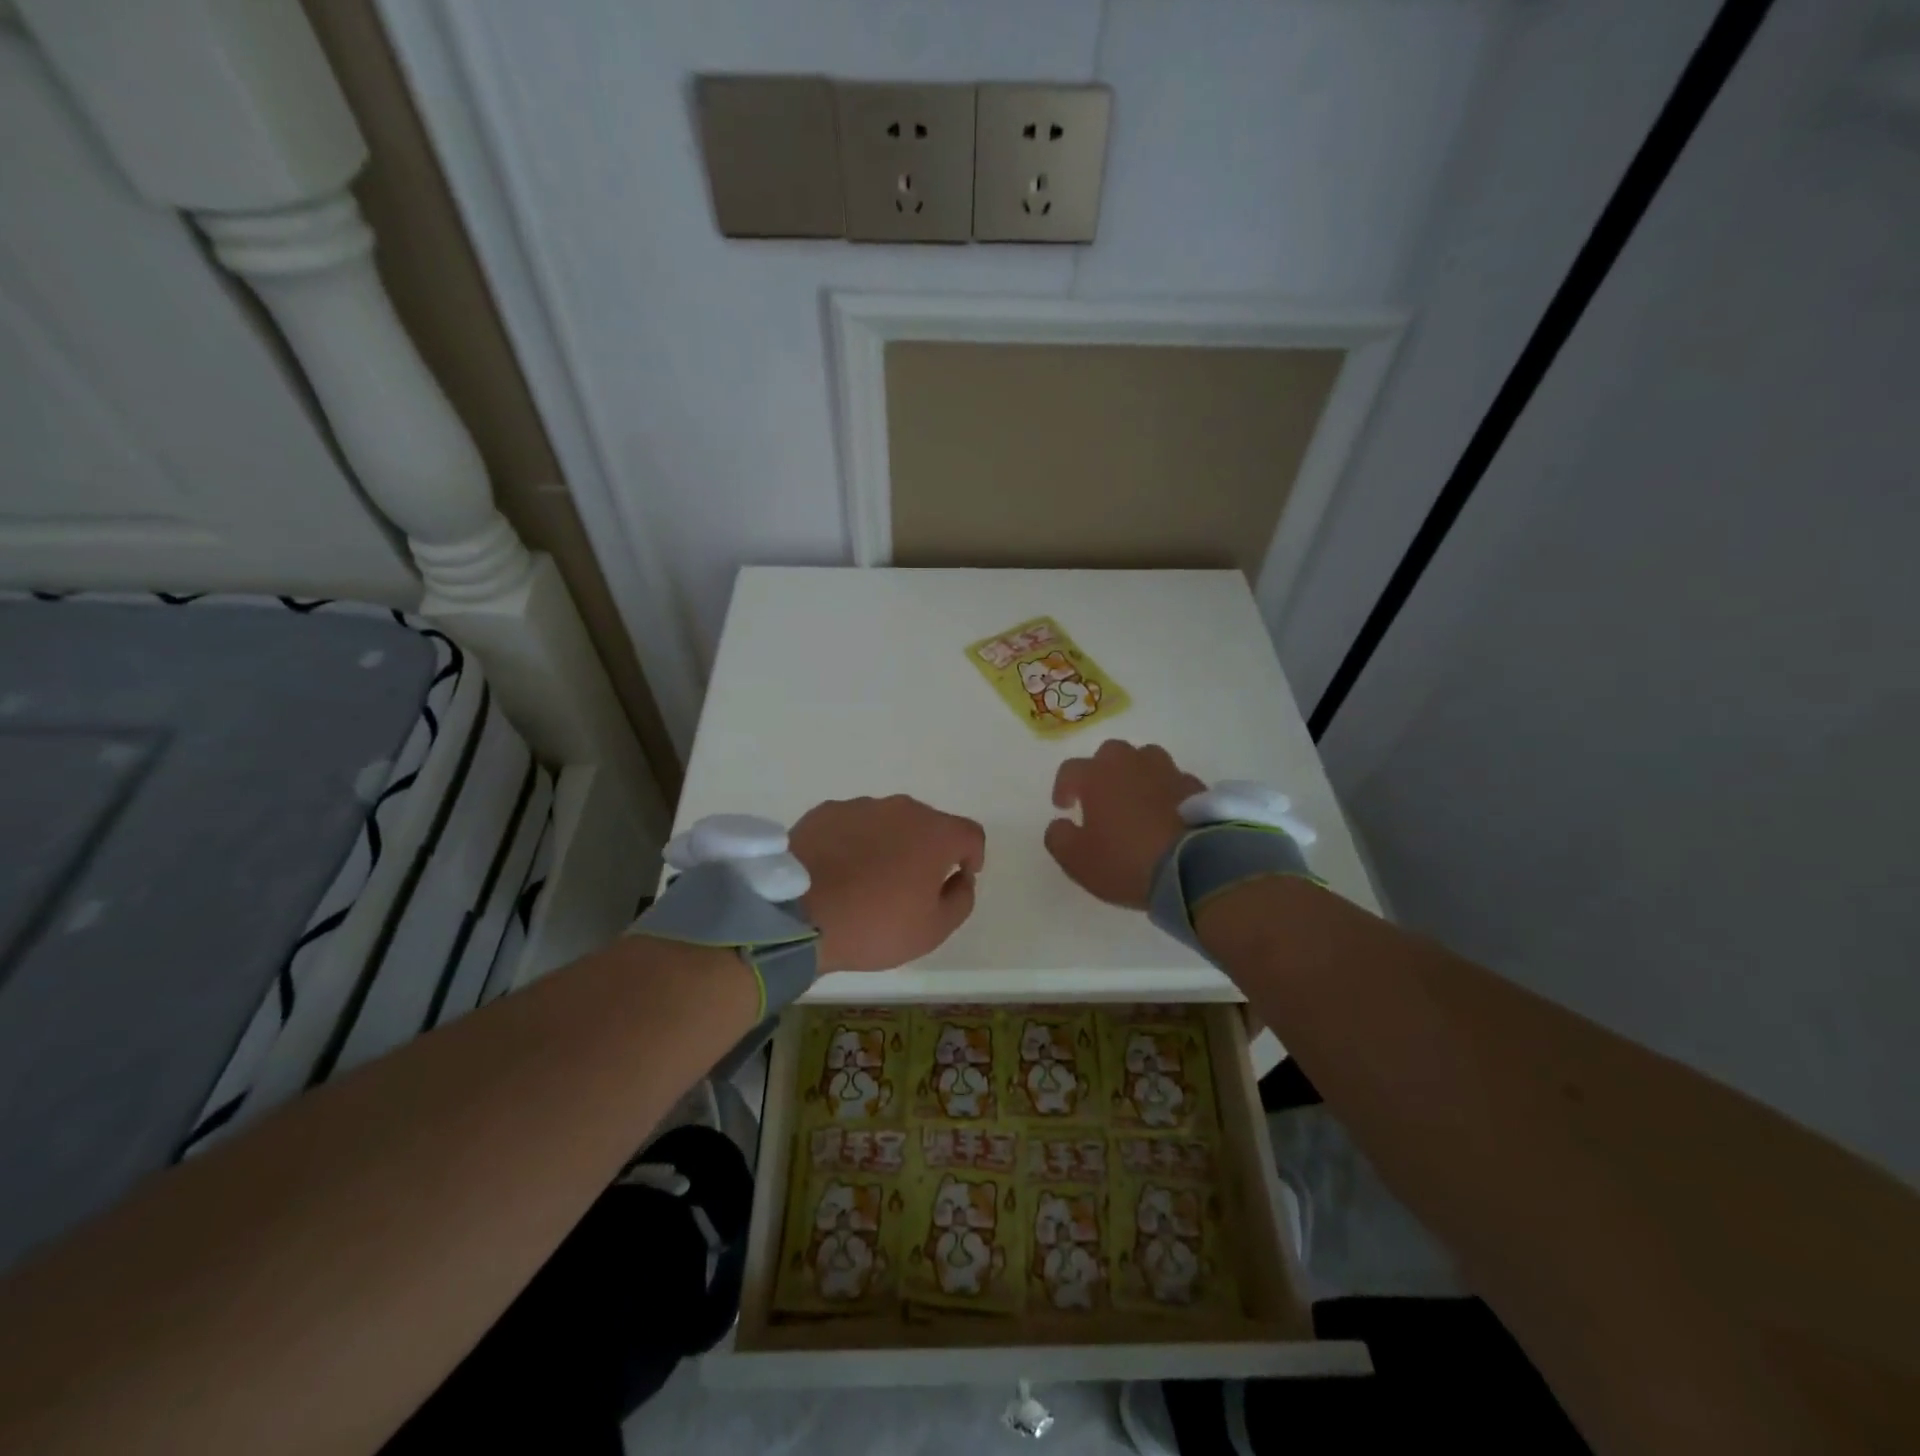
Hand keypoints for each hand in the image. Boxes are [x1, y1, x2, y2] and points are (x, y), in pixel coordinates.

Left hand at [791, 796, 985, 973]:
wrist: (797, 914)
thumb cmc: (874, 925)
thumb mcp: (933, 929)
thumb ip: (960, 899)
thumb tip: (961, 878)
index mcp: (935, 833)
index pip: (970, 834)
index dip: (972, 855)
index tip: (961, 877)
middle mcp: (902, 809)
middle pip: (928, 824)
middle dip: (928, 850)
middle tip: (913, 884)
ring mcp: (860, 807)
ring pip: (888, 822)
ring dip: (890, 844)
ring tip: (870, 879)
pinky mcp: (825, 812)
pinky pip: (852, 825)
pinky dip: (854, 843)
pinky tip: (839, 871)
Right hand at [1045, 741, 1203, 909]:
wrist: (1193, 868)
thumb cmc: (1125, 861)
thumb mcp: (1076, 860)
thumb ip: (1058, 837)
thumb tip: (1060, 824)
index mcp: (1097, 776)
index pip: (1070, 769)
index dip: (1063, 787)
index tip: (1064, 807)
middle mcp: (1131, 764)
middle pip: (1111, 753)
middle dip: (1102, 771)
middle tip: (1101, 797)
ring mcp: (1167, 772)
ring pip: (1146, 759)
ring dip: (1137, 774)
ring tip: (1136, 800)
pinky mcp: (1196, 788)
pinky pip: (1174, 781)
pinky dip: (1166, 791)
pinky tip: (1166, 813)